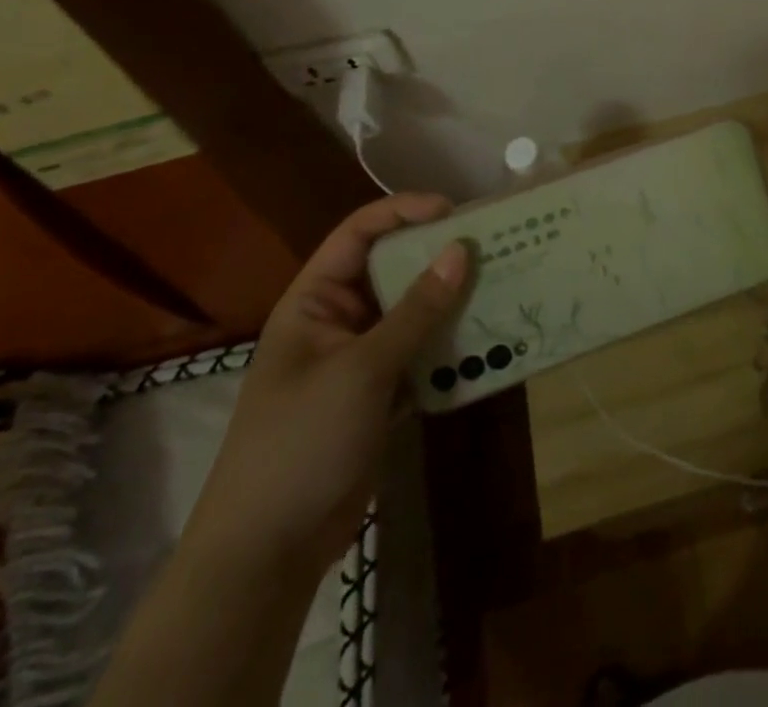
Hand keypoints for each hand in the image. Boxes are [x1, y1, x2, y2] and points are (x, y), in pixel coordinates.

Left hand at [183, 194, 470, 576]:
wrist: (267, 554)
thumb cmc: (301, 443)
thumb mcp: (361, 370)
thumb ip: (415, 311)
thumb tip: (461, 251)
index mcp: (314, 302)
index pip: (358, 235)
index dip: (402, 212)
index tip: (454, 212)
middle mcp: (337, 321)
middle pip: (391, 270)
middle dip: (437, 257)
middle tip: (492, 245)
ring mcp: (359, 360)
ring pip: (411, 313)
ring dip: (450, 302)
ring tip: (501, 284)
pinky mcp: (379, 395)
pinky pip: (420, 354)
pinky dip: (449, 346)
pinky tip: (487, 339)